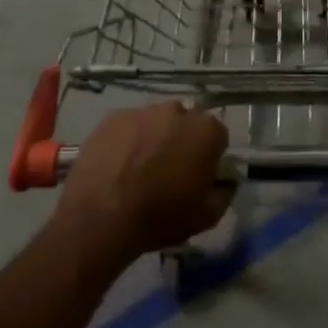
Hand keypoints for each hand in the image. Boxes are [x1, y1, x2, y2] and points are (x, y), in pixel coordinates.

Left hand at [54, 102, 234, 263]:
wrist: (100, 217)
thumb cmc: (160, 216)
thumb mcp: (207, 217)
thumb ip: (225, 193)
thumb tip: (226, 181)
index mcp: (206, 130)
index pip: (218, 137)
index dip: (209, 157)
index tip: (197, 177)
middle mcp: (177, 111)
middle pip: (186, 124)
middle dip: (182, 142)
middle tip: (168, 173)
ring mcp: (143, 111)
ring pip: (156, 122)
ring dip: (154, 139)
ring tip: (138, 171)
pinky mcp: (113, 117)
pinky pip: (129, 126)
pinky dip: (127, 140)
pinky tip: (117, 166)